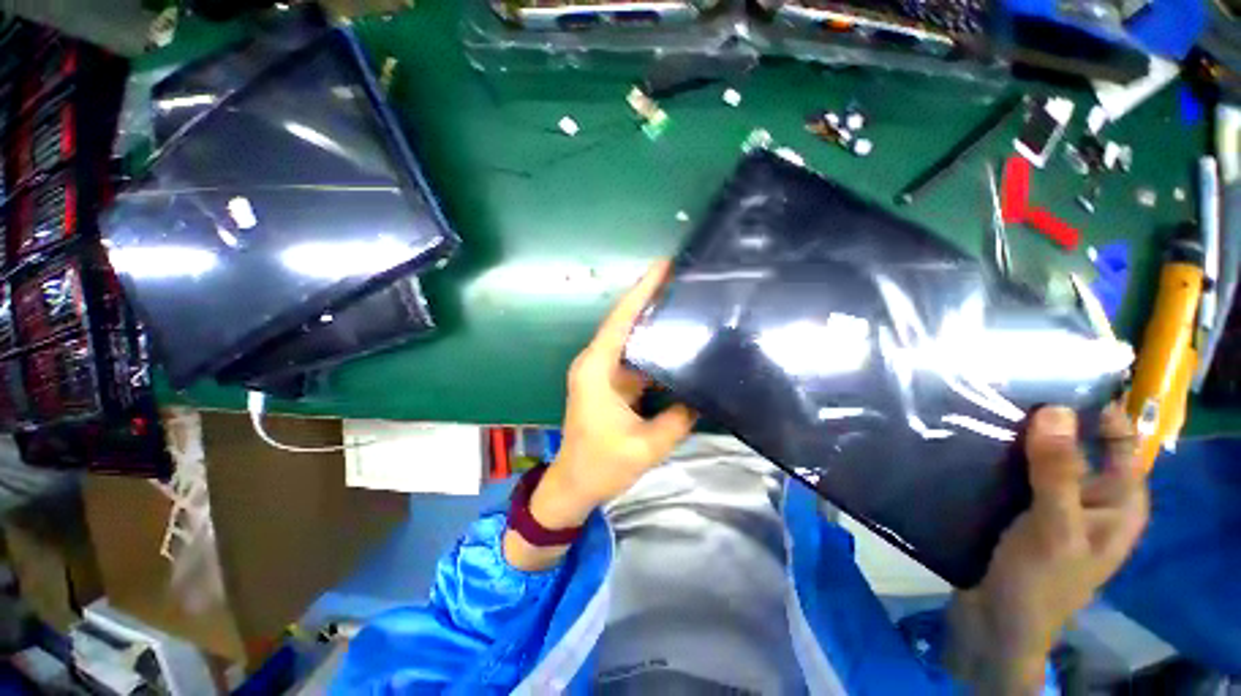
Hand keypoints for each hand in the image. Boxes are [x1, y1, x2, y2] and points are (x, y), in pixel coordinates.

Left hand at [504, 260, 695, 569]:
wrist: (574, 485)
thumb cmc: (601, 465)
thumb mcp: (647, 445)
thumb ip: (678, 418)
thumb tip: (703, 393)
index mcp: (596, 369)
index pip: (621, 321)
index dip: (641, 291)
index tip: (663, 266)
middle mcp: (595, 363)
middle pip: (624, 322)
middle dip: (649, 299)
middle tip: (681, 279)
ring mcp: (601, 372)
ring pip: (629, 338)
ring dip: (651, 321)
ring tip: (683, 302)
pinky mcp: (609, 383)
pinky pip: (633, 357)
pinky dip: (651, 346)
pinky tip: (673, 339)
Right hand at [946, 404, 1148, 693]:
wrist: (993, 623)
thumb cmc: (1040, 581)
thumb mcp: (1056, 527)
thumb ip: (1059, 471)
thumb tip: (1055, 408)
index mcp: (1118, 500)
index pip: (1118, 439)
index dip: (1096, 407)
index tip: (1054, 377)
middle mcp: (1090, 495)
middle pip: (1075, 443)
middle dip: (1046, 419)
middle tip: (1005, 388)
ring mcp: (1051, 503)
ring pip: (1039, 456)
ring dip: (1015, 436)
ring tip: (980, 406)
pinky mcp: (1018, 508)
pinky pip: (1013, 472)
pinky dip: (997, 455)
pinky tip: (969, 440)